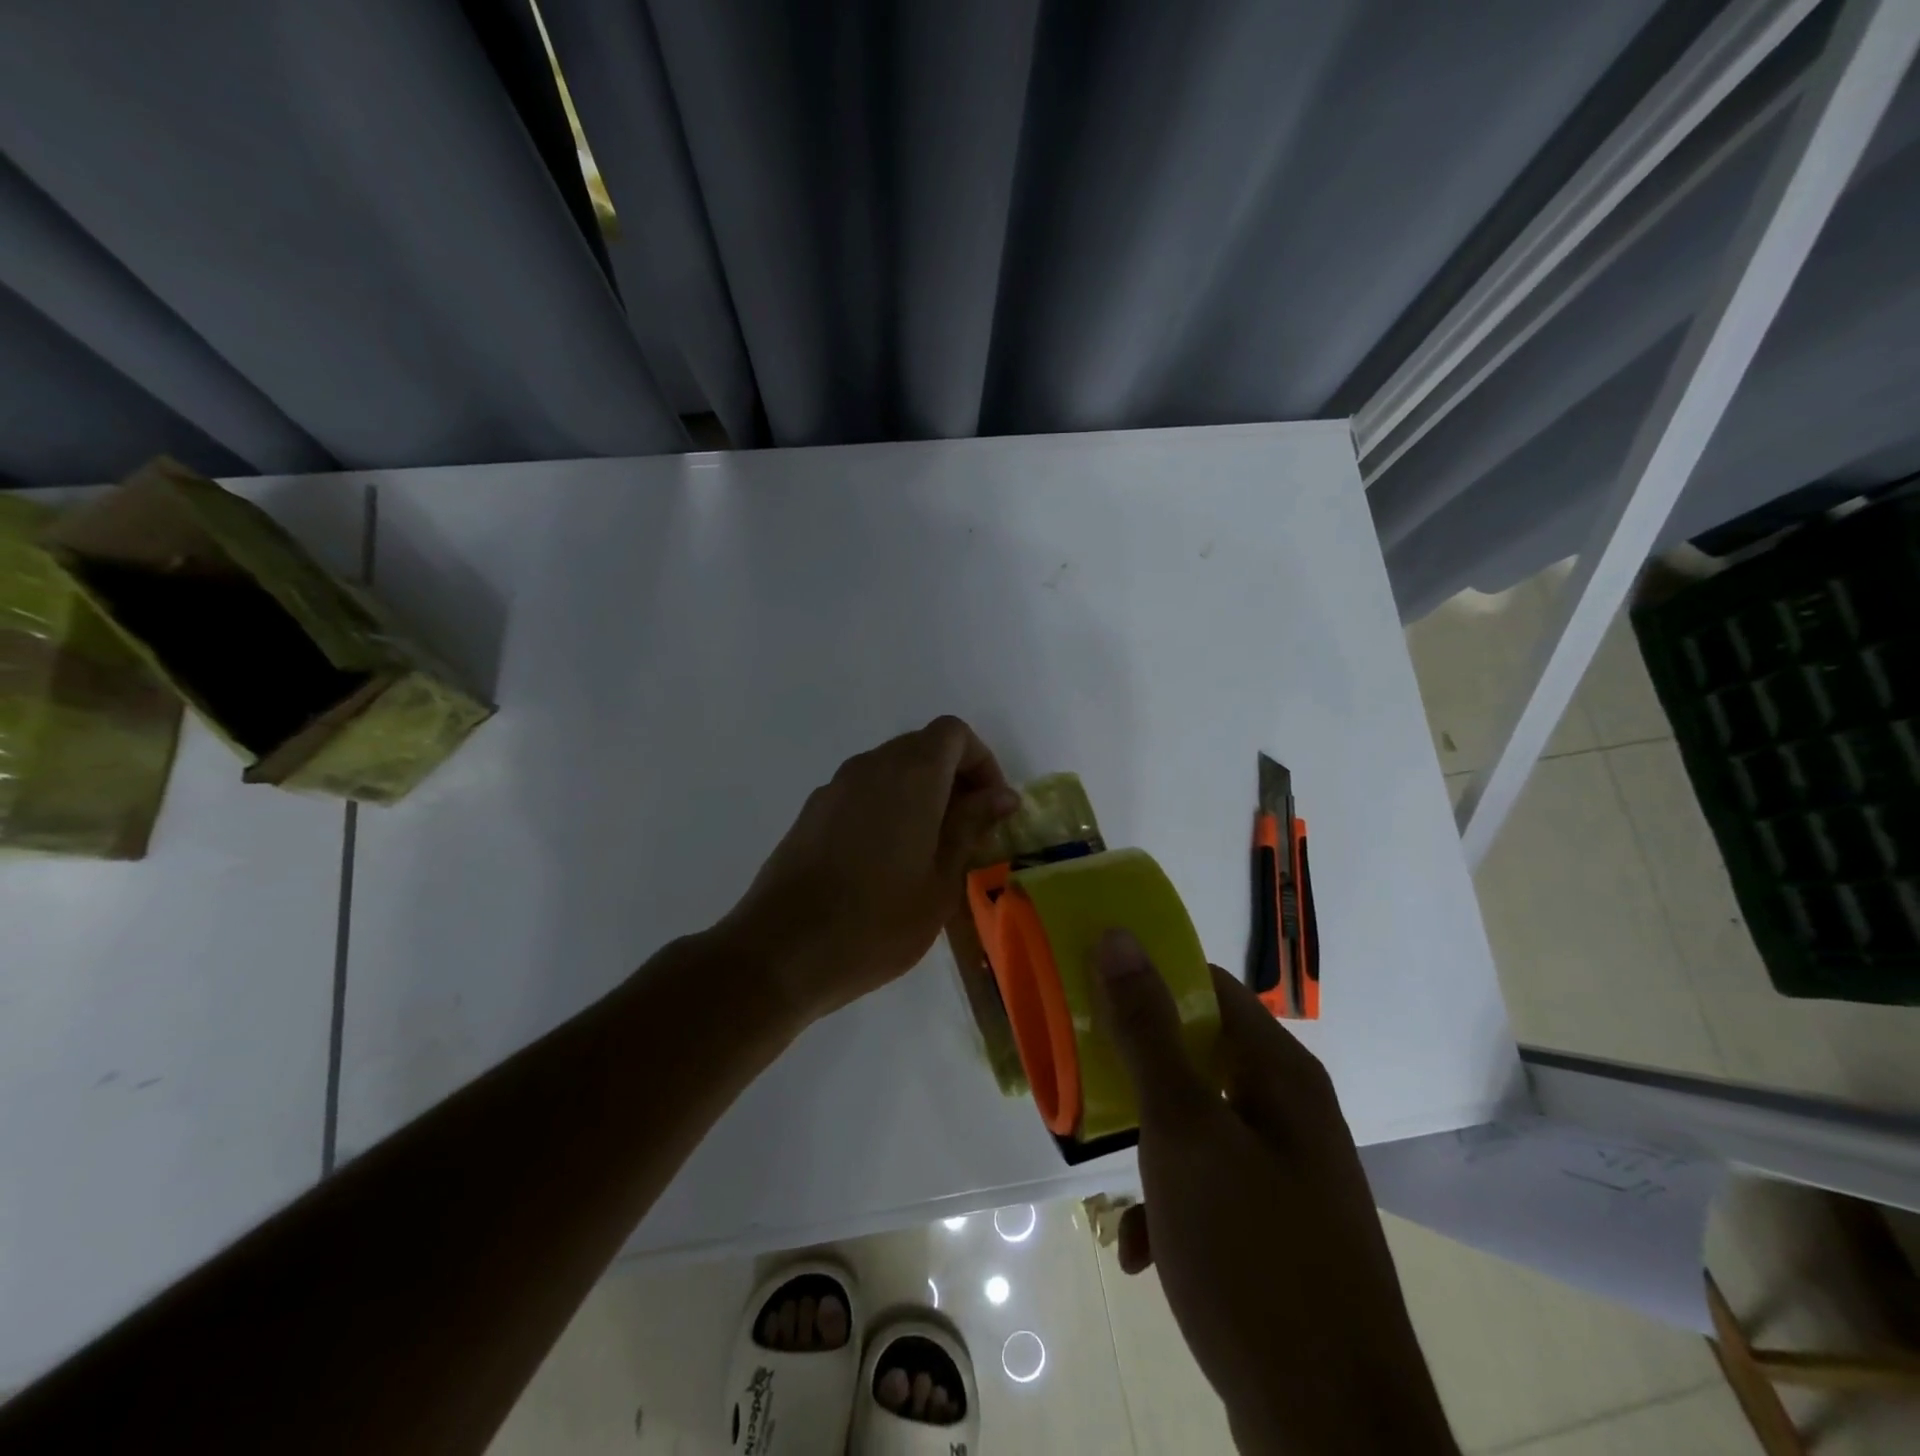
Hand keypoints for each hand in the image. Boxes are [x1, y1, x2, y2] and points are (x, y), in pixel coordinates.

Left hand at [724, 716, 1016, 1023]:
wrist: (781, 951)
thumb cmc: (877, 922)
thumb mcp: (941, 881)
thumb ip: (971, 826)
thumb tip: (1001, 795)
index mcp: (911, 775)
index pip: (954, 733)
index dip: (981, 761)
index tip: (991, 807)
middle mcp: (871, 766)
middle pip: (922, 746)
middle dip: (953, 777)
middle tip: (968, 830)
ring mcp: (835, 786)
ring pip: (890, 768)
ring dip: (920, 792)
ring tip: (929, 849)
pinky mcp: (812, 811)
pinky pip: (862, 791)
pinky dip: (887, 805)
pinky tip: (885, 859)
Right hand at [1092, 933, 1458, 1455]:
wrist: (1333, 1438)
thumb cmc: (1252, 1256)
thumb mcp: (1183, 1131)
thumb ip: (1147, 1032)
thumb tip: (1120, 938)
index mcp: (1281, 1074)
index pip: (1209, 986)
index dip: (1151, 978)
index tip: (1092, 990)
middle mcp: (1293, 1114)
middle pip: (1201, 1057)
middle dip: (1140, 1072)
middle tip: (1088, 1080)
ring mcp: (1291, 1178)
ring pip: (1200, 1128)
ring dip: (1150, 1146)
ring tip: (1110, 1180)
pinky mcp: (1281, 1236)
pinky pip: (1213, 1191)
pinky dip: (1173, 1207)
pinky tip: (1142, 1253)